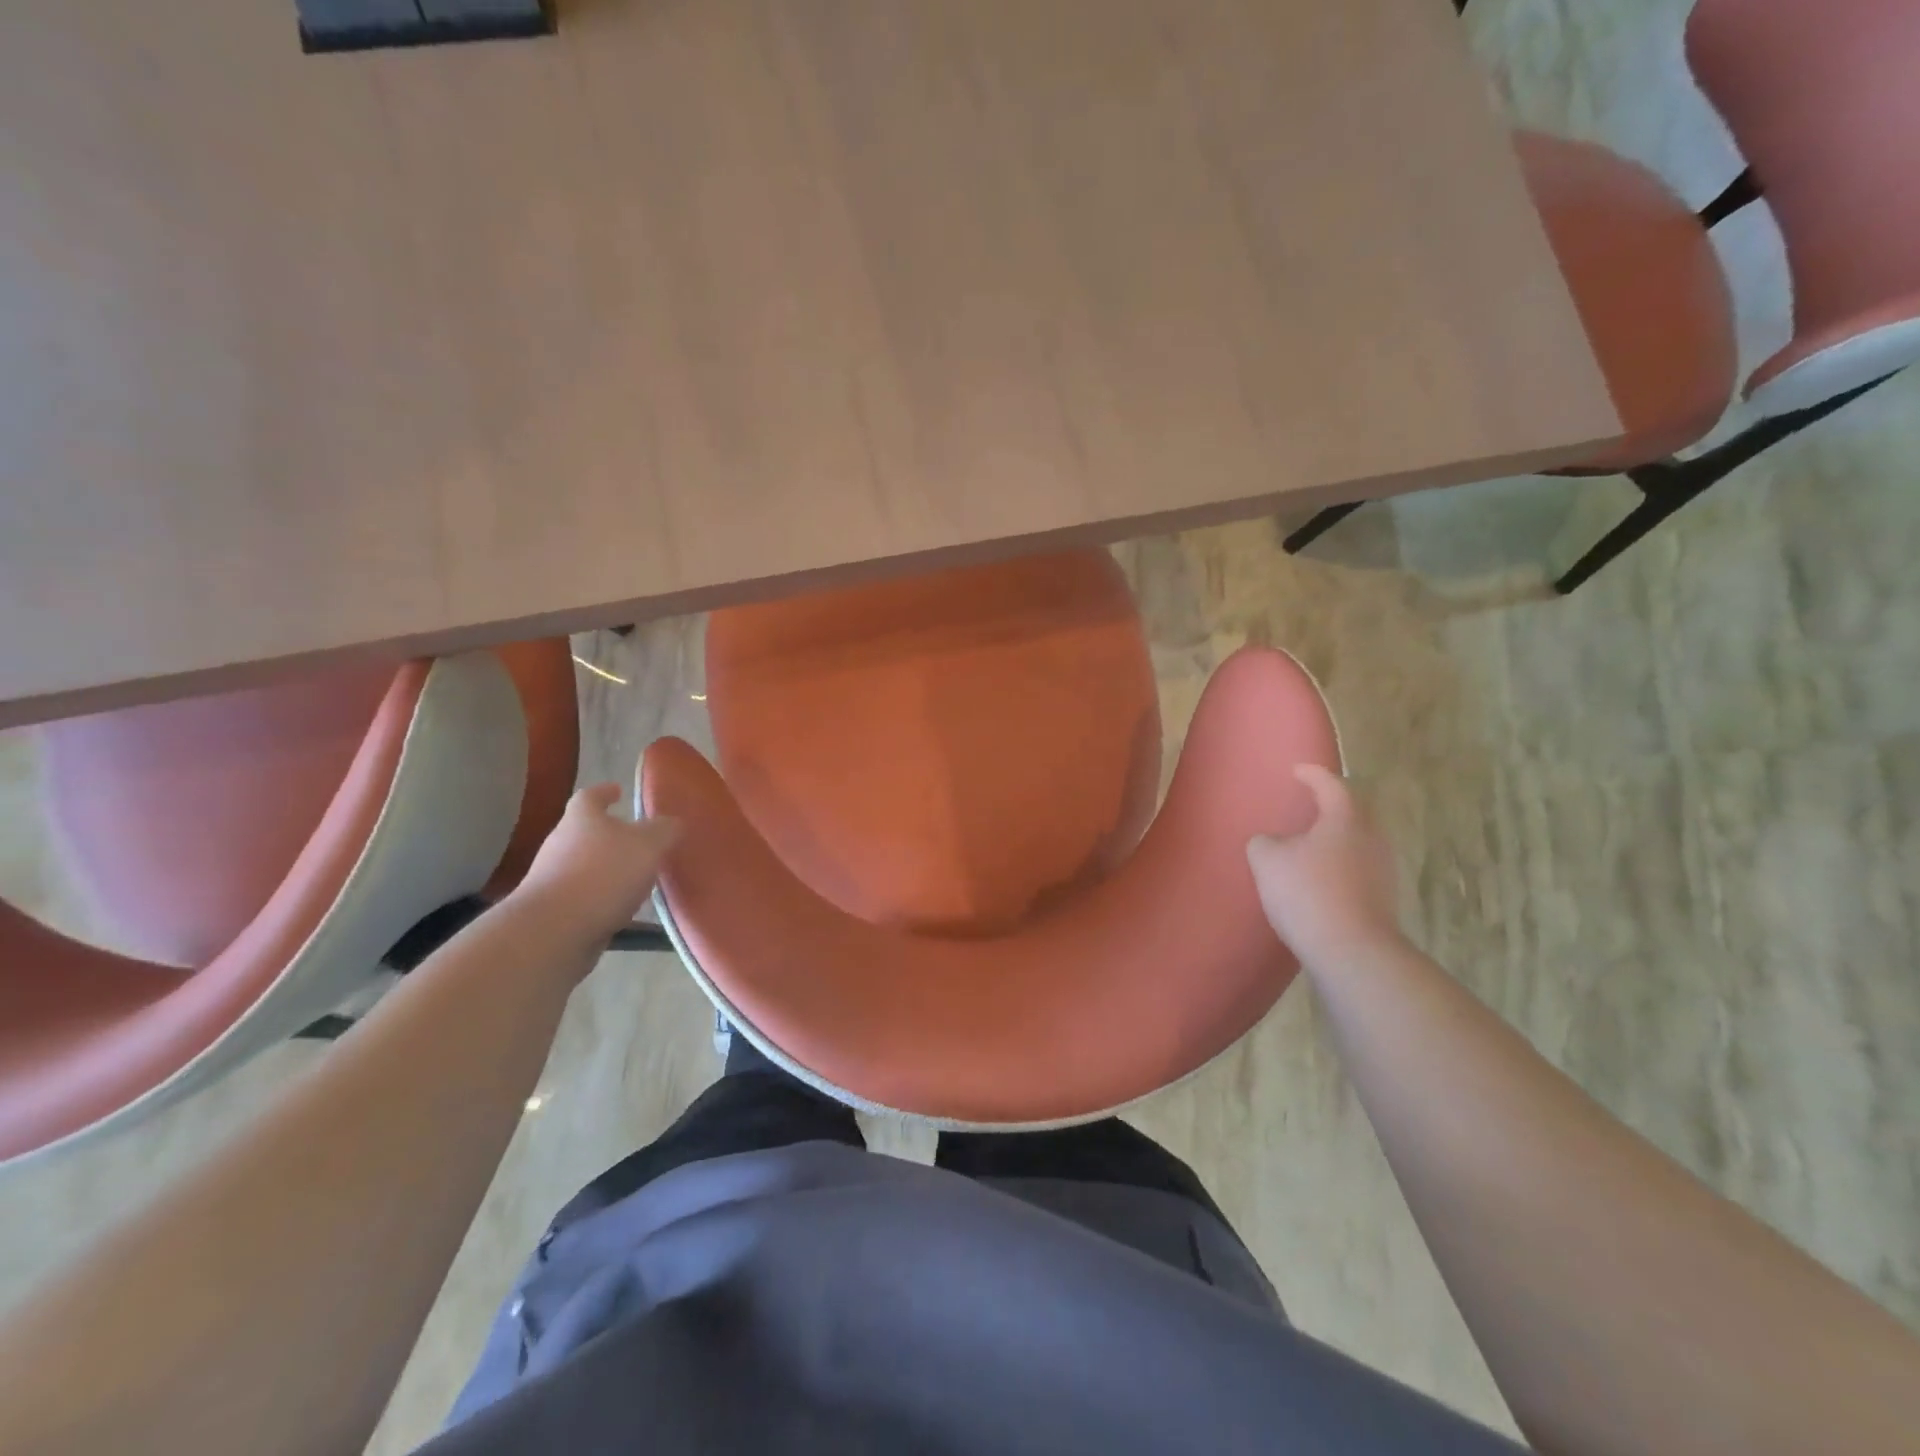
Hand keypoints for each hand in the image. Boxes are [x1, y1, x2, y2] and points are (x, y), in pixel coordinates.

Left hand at [515, 784, 678, 945]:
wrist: (552, 931)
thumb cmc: (603, 875)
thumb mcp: (649, 846)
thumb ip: (665, 831)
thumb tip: (673, 823)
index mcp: (582, 819)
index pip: (590, 796)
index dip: (605, 792)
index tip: (618, 791)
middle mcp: (561, 843)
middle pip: (586, 831)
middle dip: (611, 835)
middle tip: (640, 840)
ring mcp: (552, 878)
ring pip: (585, 865)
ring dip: (608, 869)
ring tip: (638, 878)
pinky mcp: (552, 910)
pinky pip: (584, 896)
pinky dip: (602, 898)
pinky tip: (624, 909)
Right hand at [1246, 764, 1401, 968]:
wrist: (1351, 951)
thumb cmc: (1307, 893)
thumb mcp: (1267, 859)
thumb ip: (1265, 842)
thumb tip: (1274, 843)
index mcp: (1345, 818)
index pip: (1331, 785)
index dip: (1313, 775)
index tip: (1298, 770)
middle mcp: (1371, 838)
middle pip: (1354, 811)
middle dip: (1332, 804)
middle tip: (1310, 803)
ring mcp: (1382, 869)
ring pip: (1358, 840)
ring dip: (1335, 837)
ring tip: (1310, 842)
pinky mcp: (1383, 898)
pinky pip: (1358, 867)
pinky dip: (1339, 863)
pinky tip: (1319, 876)